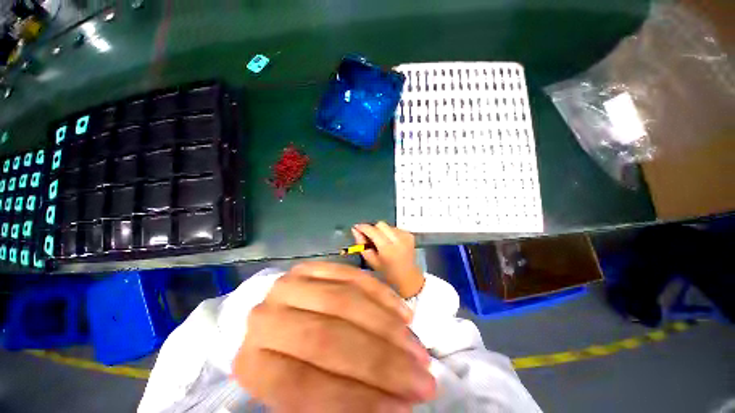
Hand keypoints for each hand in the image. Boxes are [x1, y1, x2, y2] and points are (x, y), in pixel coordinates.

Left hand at [232, 262, 434, 411]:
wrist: (278, 317)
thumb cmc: (290, 361)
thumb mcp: (304, 393)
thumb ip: (341, 400)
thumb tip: (396, 405)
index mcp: (253, 363)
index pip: (305, 387)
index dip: (358, 401)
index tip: (403, 408)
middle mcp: (268, 318)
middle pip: (328, 339)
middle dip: (382, 362)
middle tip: (423, 379)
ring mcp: (292, 284)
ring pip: (346, 302)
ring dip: (388, 328)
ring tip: (419, 351)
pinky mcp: (313, 265)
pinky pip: (353, 277)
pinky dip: (382, 295)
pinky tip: (404, 314)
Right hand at [352, 222, 425, 298]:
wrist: (409, 278)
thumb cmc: (387, 273)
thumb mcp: (371, 261)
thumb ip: (361, 244)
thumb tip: (355, 230)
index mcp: (388, 249)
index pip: (373, 230)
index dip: (363, 227)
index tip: (357, 227)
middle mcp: (398, 240)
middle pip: (380, 224)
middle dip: (373, 229)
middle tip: (370, 237)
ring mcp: (406, 236)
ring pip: (387, 225)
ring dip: (382, 231)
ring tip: (382, 242)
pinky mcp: (409, 235)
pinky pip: (395, 228)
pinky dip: (390, 233)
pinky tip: (391, 243)